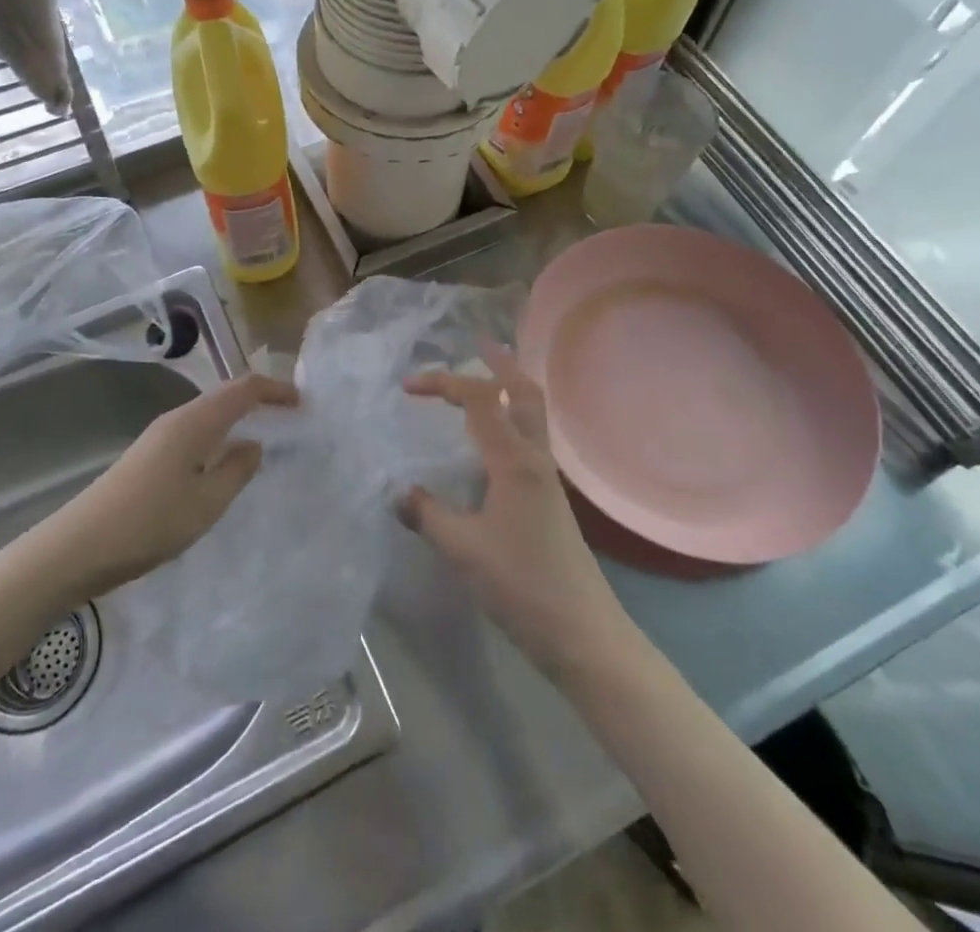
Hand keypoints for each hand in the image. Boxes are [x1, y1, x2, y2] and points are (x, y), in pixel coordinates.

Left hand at [51, 372, 298, 599]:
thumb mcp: (206, 502)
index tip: (303, 404)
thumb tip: (255, 444)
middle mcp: (177, 419)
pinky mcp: (149, 456)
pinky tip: (224, 464)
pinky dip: (220, 437)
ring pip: (210, 416)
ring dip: (239, 420)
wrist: (78, 546)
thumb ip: (237, 469)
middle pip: (226, 396)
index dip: (276, 390)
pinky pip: (196, 434)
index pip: (244, 389)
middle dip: (260, 402)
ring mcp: (159, 437)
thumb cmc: (149, 522)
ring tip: (266, 439)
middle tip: (291, 420)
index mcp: (195, 421)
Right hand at [401, 345, 629, 678]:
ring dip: (510, 387)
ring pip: (533, 414)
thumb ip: (427, 515)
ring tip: (484, 376)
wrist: (583, 633)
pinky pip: (530, 439)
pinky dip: (511, 418)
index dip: (444, 383)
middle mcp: (535, 458)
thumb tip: (396, 492)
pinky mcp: (549, 497)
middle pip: (525, 392)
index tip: (407, 387)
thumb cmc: (522, 586)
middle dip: (500, 364)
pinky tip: (492, 437)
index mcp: (514, 461)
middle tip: (475, 346)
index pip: (481, 399)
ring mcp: (547, 477)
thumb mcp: (463, 550)